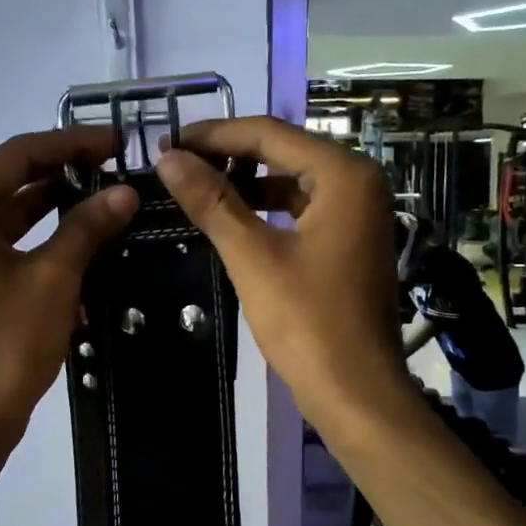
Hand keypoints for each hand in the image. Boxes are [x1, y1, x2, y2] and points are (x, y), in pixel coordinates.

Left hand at [0, 128, 138, 438]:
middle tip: (117, 166)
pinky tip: (81, 234)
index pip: (18, 155)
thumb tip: (125, 192)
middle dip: (64, 171)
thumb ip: (87, 226)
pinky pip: (7, 242)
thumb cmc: (6, 342)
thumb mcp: (53, 278)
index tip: (117, 142)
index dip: (71, 144)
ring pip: (11, 213)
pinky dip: (42, 236)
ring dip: (55, 203)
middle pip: (11, 180)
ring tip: (106, 194)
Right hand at [154, 118, 411, 434]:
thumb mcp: (253, 257)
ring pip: (291, 181)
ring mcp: (358, 213)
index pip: (269, 134)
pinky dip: (266, 209)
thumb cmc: (307, 322)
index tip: (166, 142)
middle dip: (228, 156)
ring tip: (195, 188)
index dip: (214, 135)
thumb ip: (211, 202)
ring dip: (245, 184)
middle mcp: (359, 182)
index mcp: (344, 174)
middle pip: (283, 152)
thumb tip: (169, 158)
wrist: (355, 391)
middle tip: (176, 163)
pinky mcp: (350, 241)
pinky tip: (231, 219)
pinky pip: (302, 209)